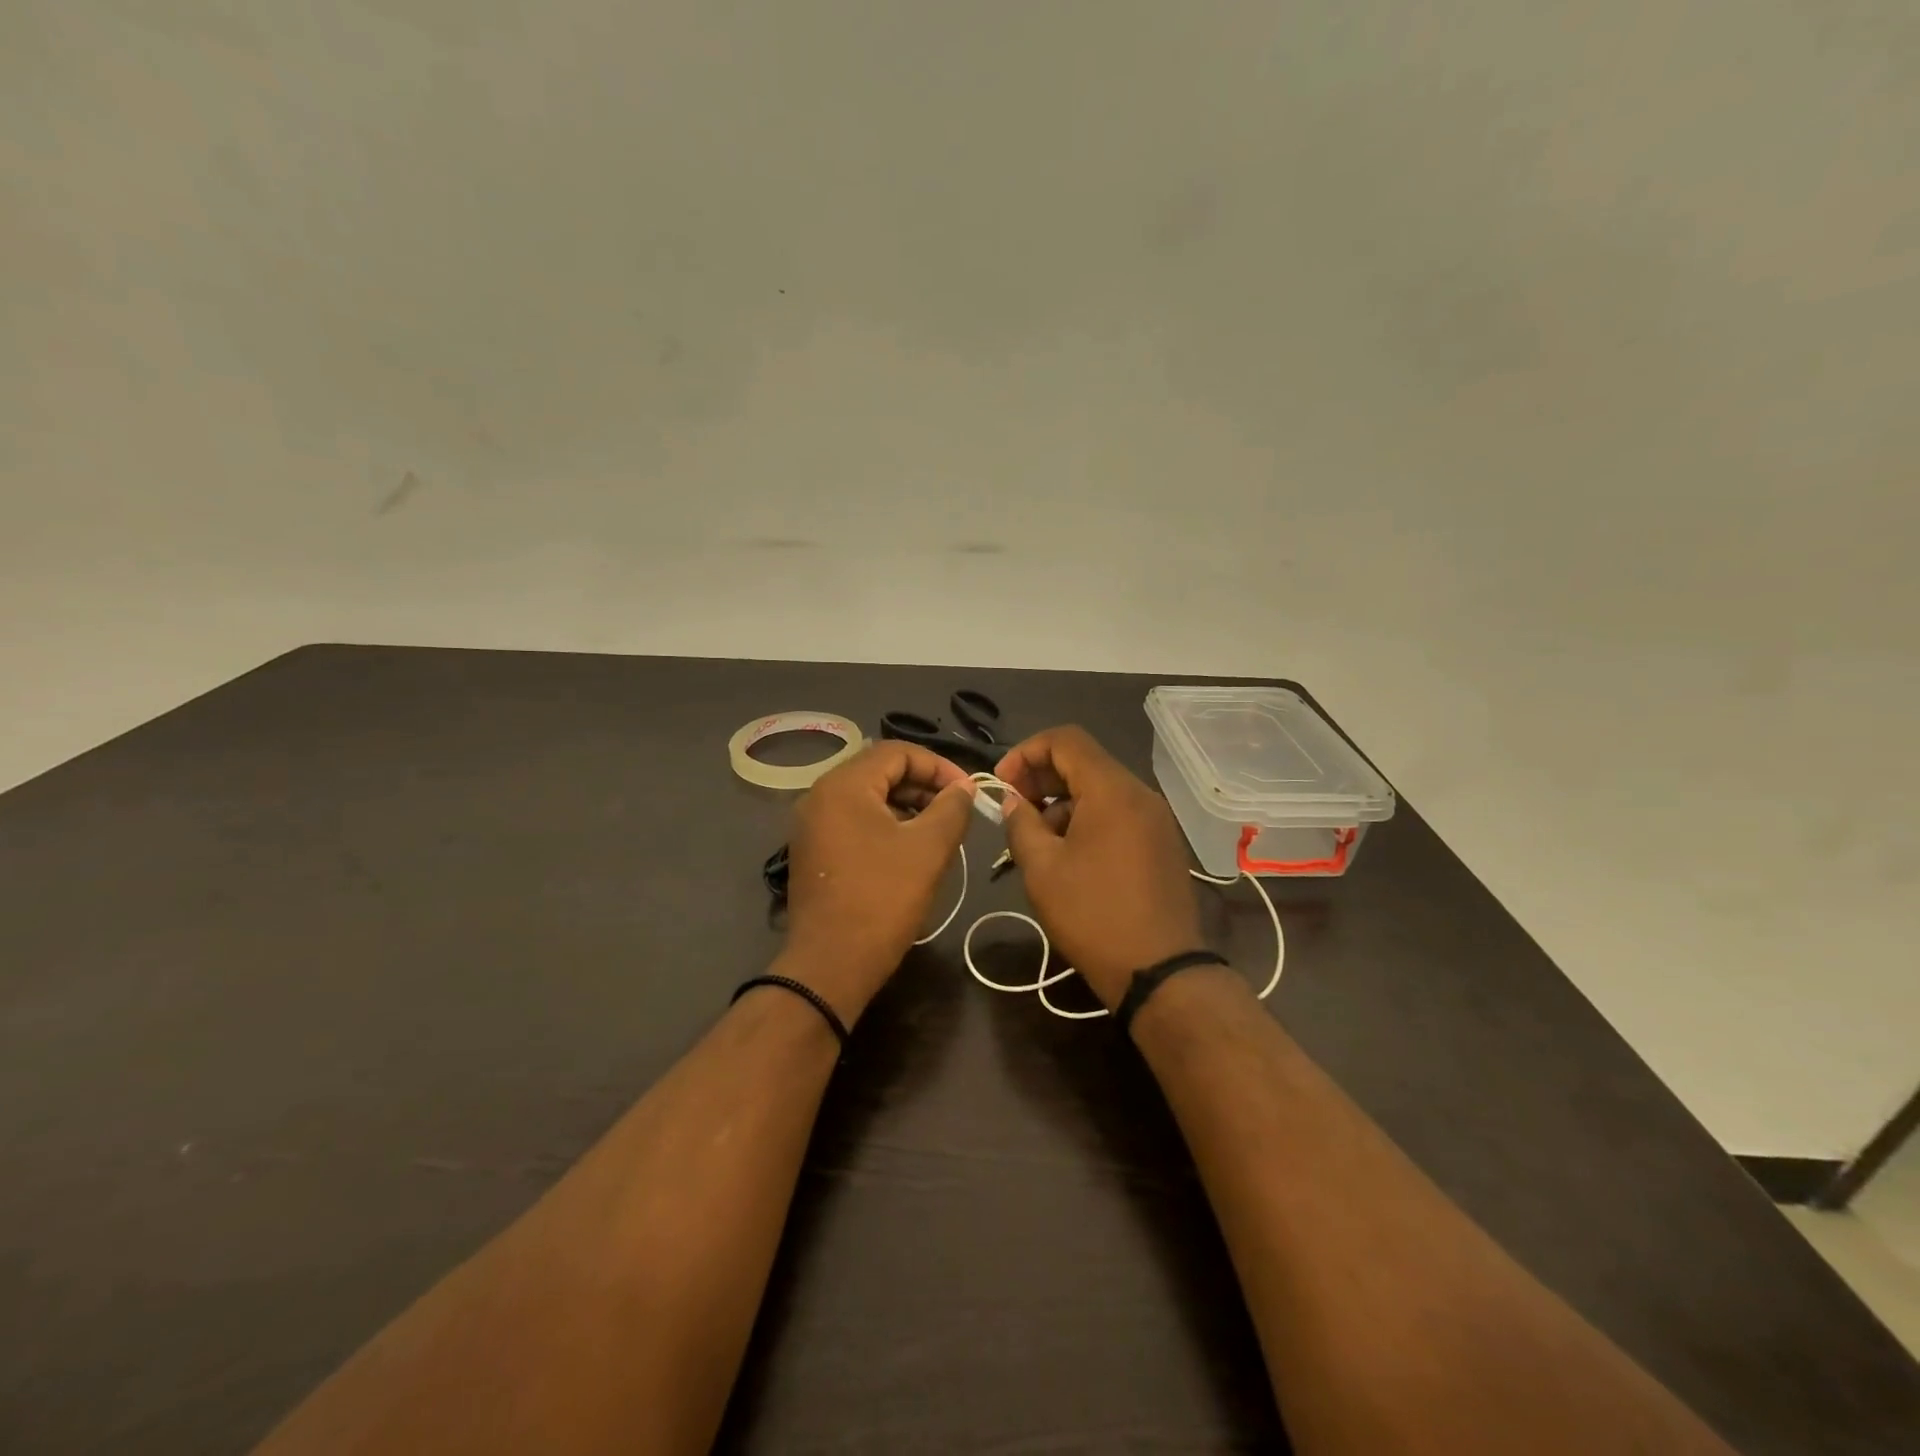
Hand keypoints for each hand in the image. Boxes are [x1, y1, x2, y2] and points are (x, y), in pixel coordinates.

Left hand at [779, 741, 975, 1021]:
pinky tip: (911, 849)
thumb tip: (964, 788)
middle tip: (957, 810)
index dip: (938, 766)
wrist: (831, 964)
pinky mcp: (814, 850)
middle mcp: (821, 795)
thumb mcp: (929, 849)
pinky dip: (886, 824)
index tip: (968, 791)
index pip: (898, 752)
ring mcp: (813, 825)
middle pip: (880, 771)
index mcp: (844, 785)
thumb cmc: (882, 899)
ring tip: (940, 830)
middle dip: (924, 785)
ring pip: (868, 797)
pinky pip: (855, 820)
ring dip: (907, 805)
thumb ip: (952, 808)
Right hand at [995, 725, 1203, 1008]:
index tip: (1002, 783)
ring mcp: (1156, 819)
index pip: (1065, 739)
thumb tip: (1012, 800)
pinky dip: (1087, 818)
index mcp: (1112, 790)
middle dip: (1042, 777)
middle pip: (1084, 761)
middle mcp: (1140, 794)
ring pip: (1101, 788)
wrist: (1159, 971)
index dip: (1026, 752)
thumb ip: (1021, 823)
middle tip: (1013, 808)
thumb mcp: (1042, 869)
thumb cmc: (1093, 915)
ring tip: (1036, 839)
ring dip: (1062, 801)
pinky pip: (1118, 812)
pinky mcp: (1161, 842)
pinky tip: (1068, 854)